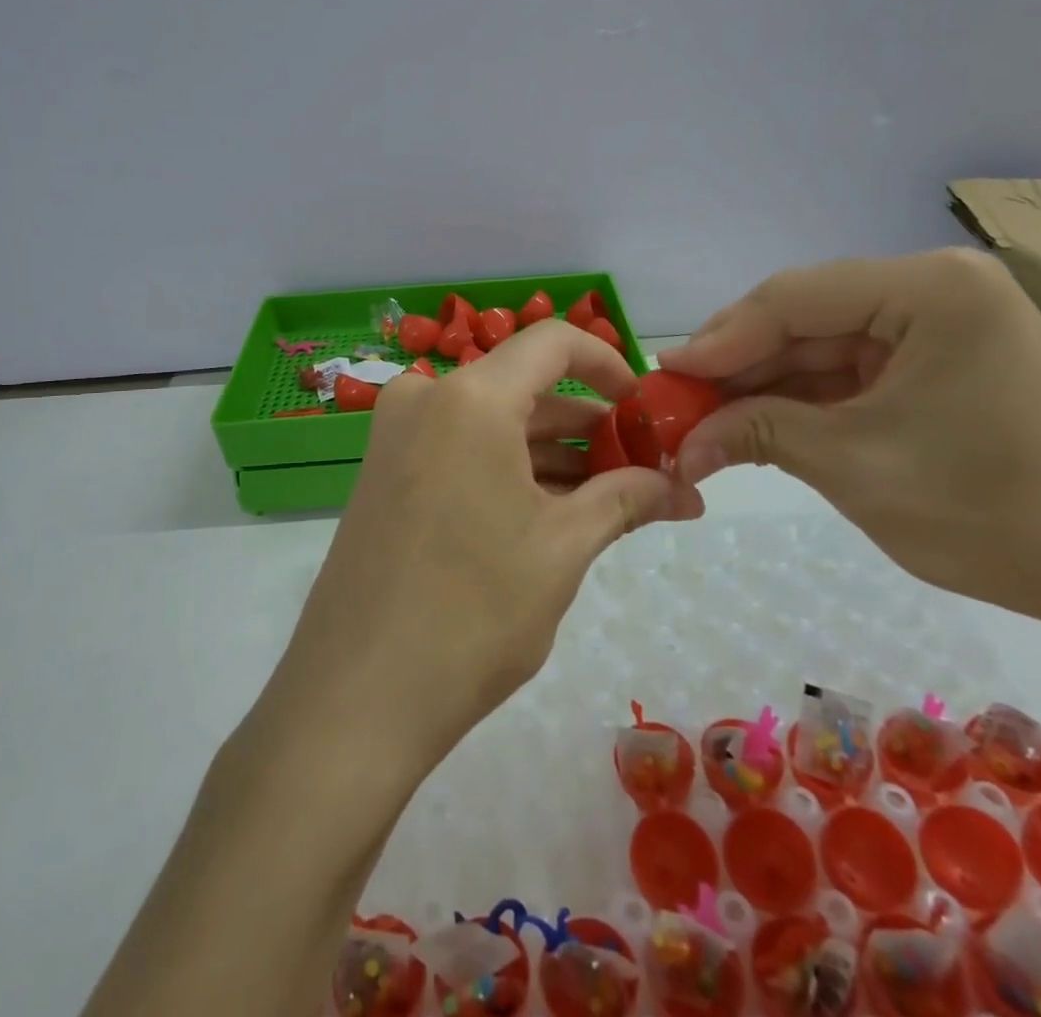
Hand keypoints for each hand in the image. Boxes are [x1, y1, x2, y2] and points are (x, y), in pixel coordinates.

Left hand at [265, 320, 698, 776]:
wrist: (354, 697)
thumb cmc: (471, 614)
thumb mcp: (561, 550)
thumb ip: (626, 500)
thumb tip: (686, 490)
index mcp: (470, 398)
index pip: (553, 343)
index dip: (608, 363)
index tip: (645, 407)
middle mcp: (425, 398)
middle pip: (524, 387)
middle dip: (587, 426)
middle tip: (643, 469)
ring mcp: (397, 435)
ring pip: (492, 421)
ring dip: (550, 453)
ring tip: (609, 499)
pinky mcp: (384, 471)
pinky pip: (460, 447)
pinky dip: (507, 468)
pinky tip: (549, 512)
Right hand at [660, 250, 1040, 634]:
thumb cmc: (993, 511)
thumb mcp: (854, 466)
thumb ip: (758, 432)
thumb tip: (682, 441)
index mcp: (930, 288)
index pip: (792, 298)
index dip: (719, 339)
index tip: (663, 377)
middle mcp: (938, 288)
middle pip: (806, 318)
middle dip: (740, 366)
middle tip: (679, 405)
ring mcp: (946, 325)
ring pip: (825, 346)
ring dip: (768, 386)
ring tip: (709, 421)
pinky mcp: (948, 363)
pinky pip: (857, 371)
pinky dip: (809, 400)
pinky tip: (762, 424)